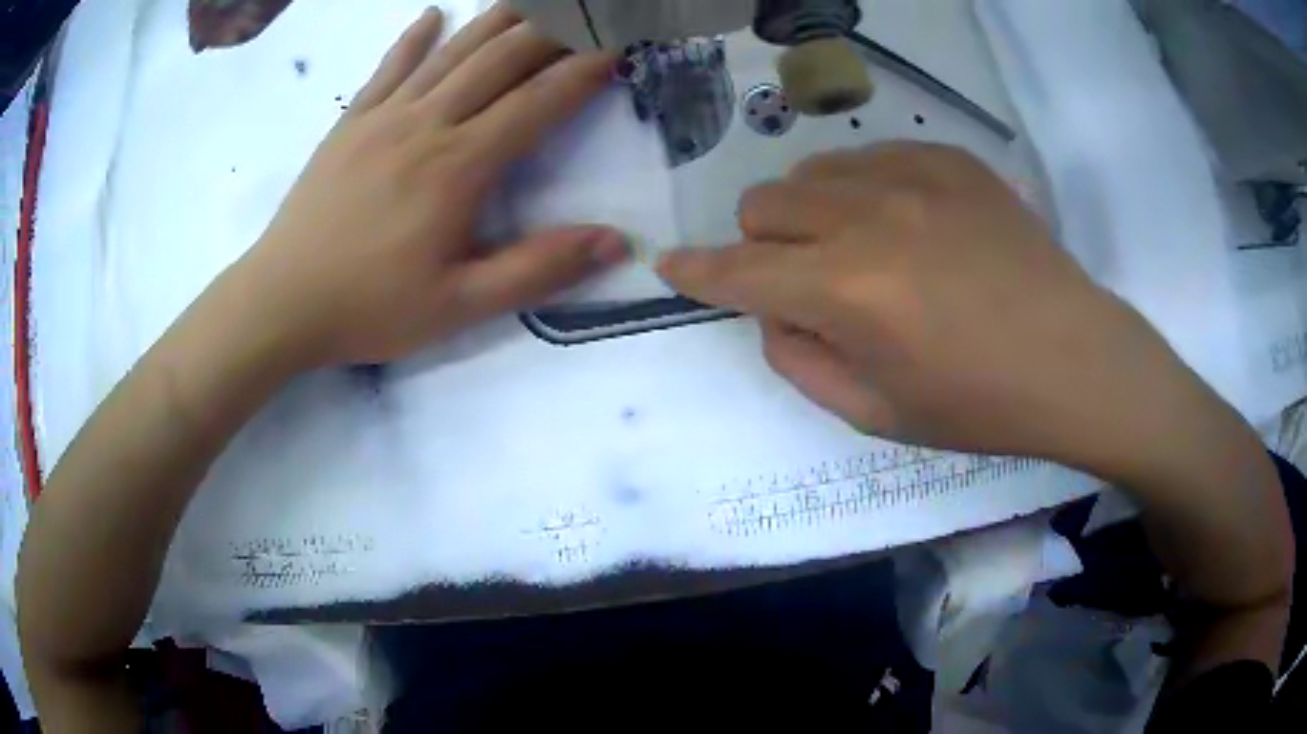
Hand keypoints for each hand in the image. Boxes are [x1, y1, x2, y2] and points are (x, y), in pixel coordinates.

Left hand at [234, 5, 627, 368]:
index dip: (584, 71)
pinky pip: (389, 66)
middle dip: (551, 32)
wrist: (280, 303)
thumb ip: (538, 269)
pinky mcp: (350, 123)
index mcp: (460, 165)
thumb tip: (616, 241)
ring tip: (531, 0)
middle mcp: (427, 123)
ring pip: (451, 51)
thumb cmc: (369, 307)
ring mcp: (383, 116)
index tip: (618, 49)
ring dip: (496, 20)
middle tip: (582, 15)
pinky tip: (434, 16)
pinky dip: (415, 37)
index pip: (539, 101)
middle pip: (500, 59)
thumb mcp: (460, 306)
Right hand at [658, 143, 1204, 472]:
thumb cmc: (980, 404)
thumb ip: (802, 362)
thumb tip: (772, 314)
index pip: (738, 271)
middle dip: (762, 243)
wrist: (1075, 359)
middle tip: (804, 278)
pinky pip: (872, 157)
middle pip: (764, 202)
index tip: (671, 264)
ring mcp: (913, 177)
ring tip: (860, 248)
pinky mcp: (950, 160)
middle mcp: (868, 218)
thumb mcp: (877, 414)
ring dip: (812, 212)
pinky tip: (908, 224)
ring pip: (813, 172)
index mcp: (847, 292)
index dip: (696, 270)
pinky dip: (865, 190)